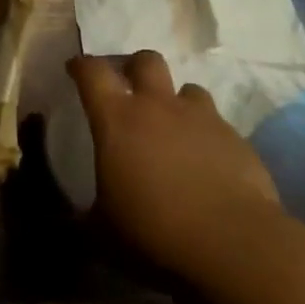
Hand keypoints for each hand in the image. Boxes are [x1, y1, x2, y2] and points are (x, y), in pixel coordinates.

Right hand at [69, 52, 279, 282]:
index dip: (81, 66)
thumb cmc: (155, 230)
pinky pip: (217, 124)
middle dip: (135, 67)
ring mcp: (201, 118)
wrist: (233, 243)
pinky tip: (207, 163)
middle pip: (146, 60)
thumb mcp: (104, 232)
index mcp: (117, 119)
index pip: (92, 72)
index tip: (76, 70)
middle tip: (131, 89)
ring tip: (175, 129)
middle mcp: (158, 106)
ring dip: (177, 102)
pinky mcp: (235, 138)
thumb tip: (69, 224)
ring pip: (188, 89)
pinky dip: (207, 135)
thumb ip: (85, 218)